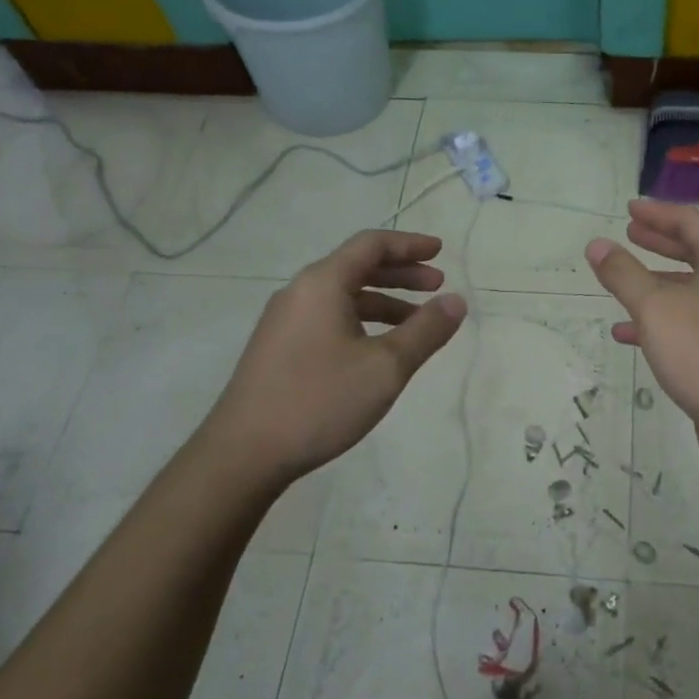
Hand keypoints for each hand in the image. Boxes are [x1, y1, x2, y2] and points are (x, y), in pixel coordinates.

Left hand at [202, 230, 466, 481]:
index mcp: (322, 284)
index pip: (371, 245)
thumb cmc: (319, 400)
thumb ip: (425, 330)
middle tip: (436, 284)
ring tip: (417, 322)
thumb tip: (456, 300)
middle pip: (356, 267)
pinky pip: (329, 318)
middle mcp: (300, 293)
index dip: (409, 244)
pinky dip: (362, 321)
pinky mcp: (280, 349)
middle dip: (401, 273)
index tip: (440, 251)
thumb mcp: (385, 366)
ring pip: (343, 296)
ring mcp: (285, 322)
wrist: (243, 454)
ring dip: (384, 301)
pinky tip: (379, 349)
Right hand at [585, 200, 698, 468]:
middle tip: (629, 234)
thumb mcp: (653, 308)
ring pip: (695, 286)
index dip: (658, 213)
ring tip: (623, 279)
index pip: (692, 222)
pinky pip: (696, 317)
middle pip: (697, 250)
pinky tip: (629, 331)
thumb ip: (623, 273)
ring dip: (658, 281)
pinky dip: (666, 316)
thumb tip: (596, 245)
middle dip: (660, 242)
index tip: (629, 210)